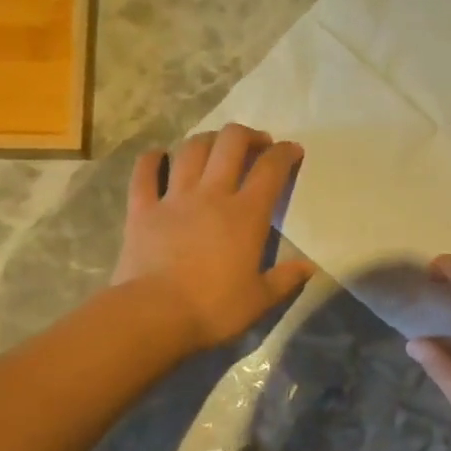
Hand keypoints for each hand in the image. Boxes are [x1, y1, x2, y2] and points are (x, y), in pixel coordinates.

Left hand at [111, 125, 315, 350]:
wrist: (155, 314)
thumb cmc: (215, 308)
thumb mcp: (260, 300)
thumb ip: (286, 279)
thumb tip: (308, 267)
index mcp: (246, 215)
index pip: (271, 170)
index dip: (285, 153)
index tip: (293, 150)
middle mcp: (212, 195)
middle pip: (230, 144)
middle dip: (247, 135)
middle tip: (256, 144)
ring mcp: (173, 198)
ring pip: (191, 150)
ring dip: (206, 140)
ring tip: (215, 146)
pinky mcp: (141, 210)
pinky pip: (144, 173)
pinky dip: (152, 159)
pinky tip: (158, 156)